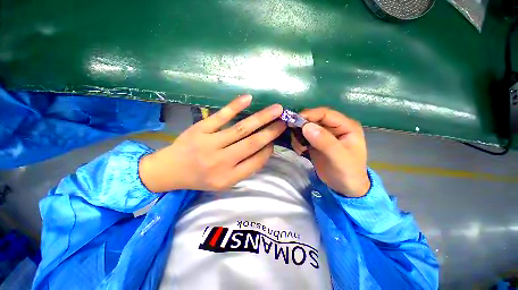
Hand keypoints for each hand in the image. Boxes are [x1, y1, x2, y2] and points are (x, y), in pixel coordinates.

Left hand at [139, 95, 285, 192]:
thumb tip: (265, 148)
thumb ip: (245, 168)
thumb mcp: (225, 182)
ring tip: (276, 109)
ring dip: (261, 118)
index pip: (256, 162)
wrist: (170, 170)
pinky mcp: (200, 129)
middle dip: (271, 131)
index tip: (275, 140)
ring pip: (241, 129)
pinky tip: (248, 98)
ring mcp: (210, 143)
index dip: (268, 150)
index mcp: (228, 177)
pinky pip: (220, 116)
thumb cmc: (200, 177)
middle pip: (252, 144)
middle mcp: (221, 161)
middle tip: (284, 121)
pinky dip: (235, 106)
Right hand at [291, 108, 369, 196]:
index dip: (309, 115)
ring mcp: (324, 134)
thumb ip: (324, 141)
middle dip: (301, 126)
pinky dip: (298, 142)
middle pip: (314, 119)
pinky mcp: (316, 142)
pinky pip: (303, 136)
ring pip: (306, 127)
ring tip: (299, 148)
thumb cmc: (347, 173)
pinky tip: (300, 151)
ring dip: (298, 135)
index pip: (325, 113)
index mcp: (346, 126)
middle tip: (294, 137)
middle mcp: (335, 127)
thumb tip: (306, 126)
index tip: (293, 121)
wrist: (344, 188)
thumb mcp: (339, 158)